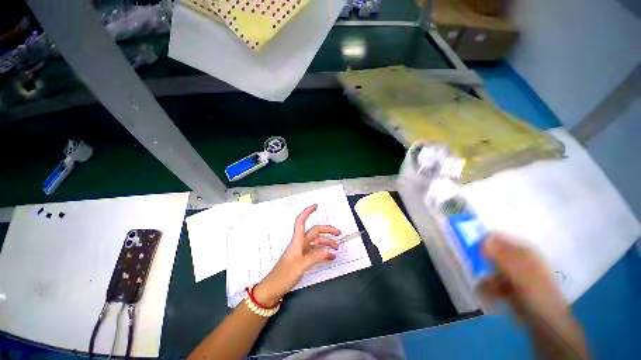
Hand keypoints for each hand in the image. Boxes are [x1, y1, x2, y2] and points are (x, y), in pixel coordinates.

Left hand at [254, 205, 340, 306]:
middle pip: (314, 231)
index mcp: (297, 241)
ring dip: (327, 243)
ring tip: (337, 248)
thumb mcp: (300, 266)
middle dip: (327, 230)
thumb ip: (315, 257)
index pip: (301, 221)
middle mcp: (300, 243)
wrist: (272, 289)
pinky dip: (324, 253)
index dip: (307, 212)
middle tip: (339, 233)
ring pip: (317, 242)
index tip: (316, 205)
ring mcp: (302, 251)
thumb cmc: (283, 275)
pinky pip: (316, 252)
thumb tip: (328, 250)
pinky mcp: (303, 259)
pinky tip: (331, 257)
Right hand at [482, 233, 587, 358]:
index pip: (498, 237)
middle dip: (482, 260)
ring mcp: (515, 274)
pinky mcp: (510, 286)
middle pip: (493, 252)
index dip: (483, 239)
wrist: (546, 322)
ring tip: (486, 287)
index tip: (469, 245)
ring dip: (486, 277)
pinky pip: (494, 282)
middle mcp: (518, 259)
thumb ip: (501, 255)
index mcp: (523, 251)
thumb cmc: (536, 293)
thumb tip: (483, 238)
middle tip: (474, 267)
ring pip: (492, 269)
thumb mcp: (520, 272)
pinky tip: (490, 295)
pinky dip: (490, 287)